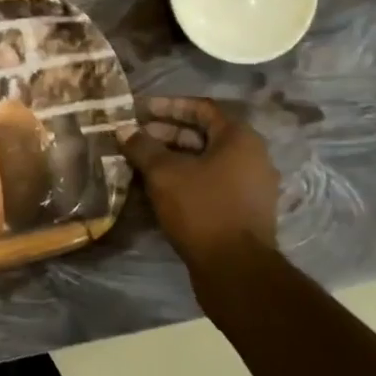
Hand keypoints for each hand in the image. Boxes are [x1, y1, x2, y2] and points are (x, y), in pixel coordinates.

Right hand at [120, 97, 281, 297]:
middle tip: (134, 138)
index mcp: (240, 138)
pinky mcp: (243, 210)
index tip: (139, 110)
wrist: (236, 270)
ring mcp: (250, 186)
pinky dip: (184, 180)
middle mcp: (251, 156)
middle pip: (203, 134)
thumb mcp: (164, 173)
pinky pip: (210, 183)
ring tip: (139, 163)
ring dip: (172, 158)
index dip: (168, 105)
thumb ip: (143, 147)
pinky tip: (156, 188)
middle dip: (166, 134)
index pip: (201, 107)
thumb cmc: (202, 209)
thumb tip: (124, 130)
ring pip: (205, 161)